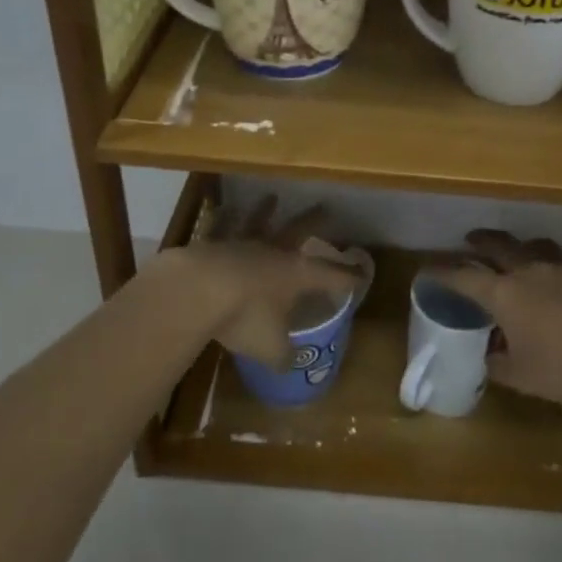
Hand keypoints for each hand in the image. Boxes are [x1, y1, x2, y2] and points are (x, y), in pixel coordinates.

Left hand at [150, 197, 361, 368]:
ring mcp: (242, 243)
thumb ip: (283, 355)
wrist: (198, 290)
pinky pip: (220, 226)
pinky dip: (223, 217)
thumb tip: (290, 364)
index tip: (363, 274)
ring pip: (259, 222)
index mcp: (296, 275)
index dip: (348, 277)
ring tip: (272, 197)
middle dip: (314, 222)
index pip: (331, 276)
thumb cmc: (244, 317)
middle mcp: (273, 252)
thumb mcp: (270, 348)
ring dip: (266, 211)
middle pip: (299, 231)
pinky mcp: (212, 243)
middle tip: (326, 208)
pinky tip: (224, 208)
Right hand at [428, 231, 561, 403]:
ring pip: (540, 248)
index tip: (428, 270)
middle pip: (500, 246)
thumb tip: (489, 357)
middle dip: (482, 240)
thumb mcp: (522, 377)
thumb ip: (499, 365)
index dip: (444, 273)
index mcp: (504, 294)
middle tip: (472, 238)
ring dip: (526, 249)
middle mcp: (531, 272)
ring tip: (524, 253)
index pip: (464, 277)